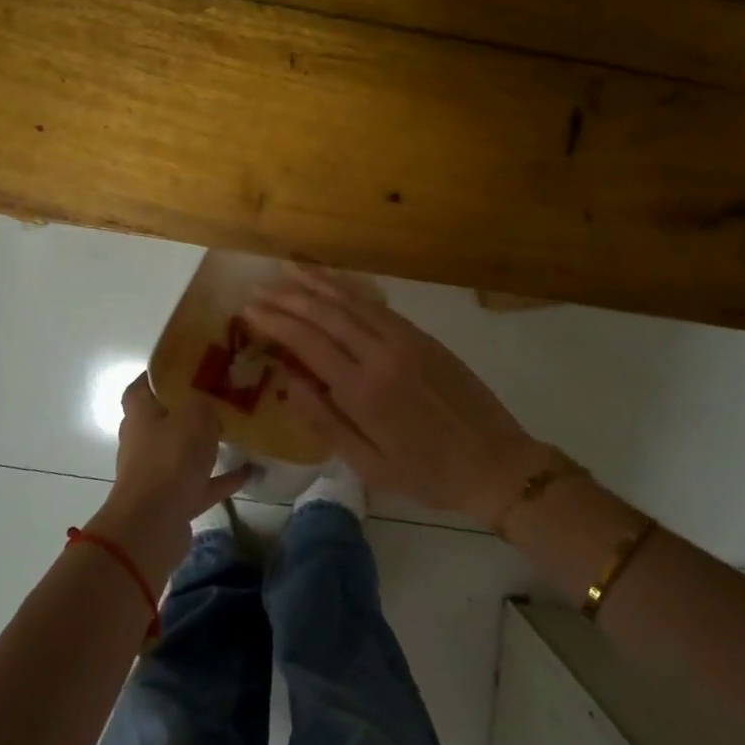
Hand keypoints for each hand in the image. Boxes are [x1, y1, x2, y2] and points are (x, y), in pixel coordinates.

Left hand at [93, 374, 250, 580]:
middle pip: (167, 418)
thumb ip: (206, 403)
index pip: (144, 385)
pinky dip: (223, 477)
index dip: (163, 373)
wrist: (152, 527)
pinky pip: (203, 483)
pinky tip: (251, 469)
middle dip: (191, 408)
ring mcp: (158, 473)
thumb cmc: (169, 460)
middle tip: (222, 395)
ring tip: (239, 429)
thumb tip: (212, 404)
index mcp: (140, 414)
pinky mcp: (174, 500)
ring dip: (207, 444)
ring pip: (185, 451)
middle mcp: (144, 441)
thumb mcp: (195, 416)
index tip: (191, 364)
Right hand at [244, 266, 547, 530]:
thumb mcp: (368, 464)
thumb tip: (284, 382)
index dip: (275, 322)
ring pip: (353, 302)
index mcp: (363, 391)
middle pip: (326, 314)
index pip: (307, 342)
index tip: (248, 309)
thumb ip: (324, 420)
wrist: (496, 463)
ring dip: (318, 284)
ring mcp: (406, 341)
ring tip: (288, 270)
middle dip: (289, 297)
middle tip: (259, 287)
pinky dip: (351, 291)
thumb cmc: (426, 474)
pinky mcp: (424, 337)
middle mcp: (381, 355)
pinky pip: (379, 306)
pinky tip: (334, 285)